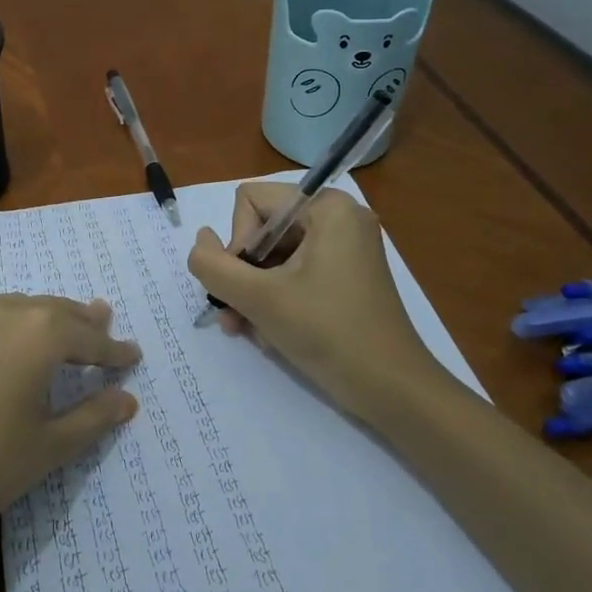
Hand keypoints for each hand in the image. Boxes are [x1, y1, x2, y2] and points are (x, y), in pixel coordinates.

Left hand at [0, 295, 140, 555]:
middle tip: (102, 320)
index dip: (114, 351)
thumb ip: (93, 416)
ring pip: (15, 309)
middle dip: (81, 322)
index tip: (133, 355)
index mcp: (40, 334)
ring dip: (40, 318)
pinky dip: (1, 324)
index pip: (90, 339)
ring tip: (56, 326)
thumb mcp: (48, 447)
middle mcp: (3, 311)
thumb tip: (127, 399)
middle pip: (53, 311)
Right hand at [186, 183, 441, 423]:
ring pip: (274, 257)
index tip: (246, 282)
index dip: (237, 240)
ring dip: (252, 293)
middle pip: (262, 229)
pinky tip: (268, 334)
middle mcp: (338, 219)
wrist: (393, 390)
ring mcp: (344, 249)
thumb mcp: (259, 298)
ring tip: (244, 330)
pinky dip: (275, 300)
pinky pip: (294, 275)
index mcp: (327, 207)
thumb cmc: (329, 333)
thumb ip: (214, 265)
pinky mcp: (345, 277)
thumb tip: (199, 241)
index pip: (252, 201)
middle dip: (243, 274)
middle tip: (234, 315)